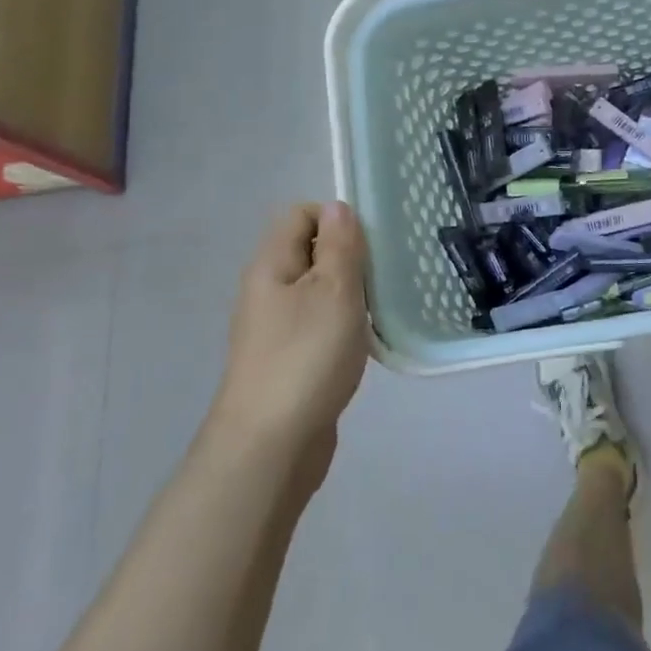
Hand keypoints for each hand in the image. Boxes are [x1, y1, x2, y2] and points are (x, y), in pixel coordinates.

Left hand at [207, 203, 370, 499]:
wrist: (271, 443)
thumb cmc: (306, 357)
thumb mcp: (333, 291)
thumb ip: (339, 246)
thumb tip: (337, 207)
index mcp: (271, 265)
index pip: (299, 215)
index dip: (336, 219)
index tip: (370, 245)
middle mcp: (267, 290)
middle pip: (309, 252)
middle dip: (349, 257)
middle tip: (383, 278)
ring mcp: (275, 328)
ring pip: (317, 290)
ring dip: (350, 294)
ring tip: (381, 309)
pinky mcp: (288, 359)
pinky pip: (319, 324)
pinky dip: (343, 325)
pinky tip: (364, 343)